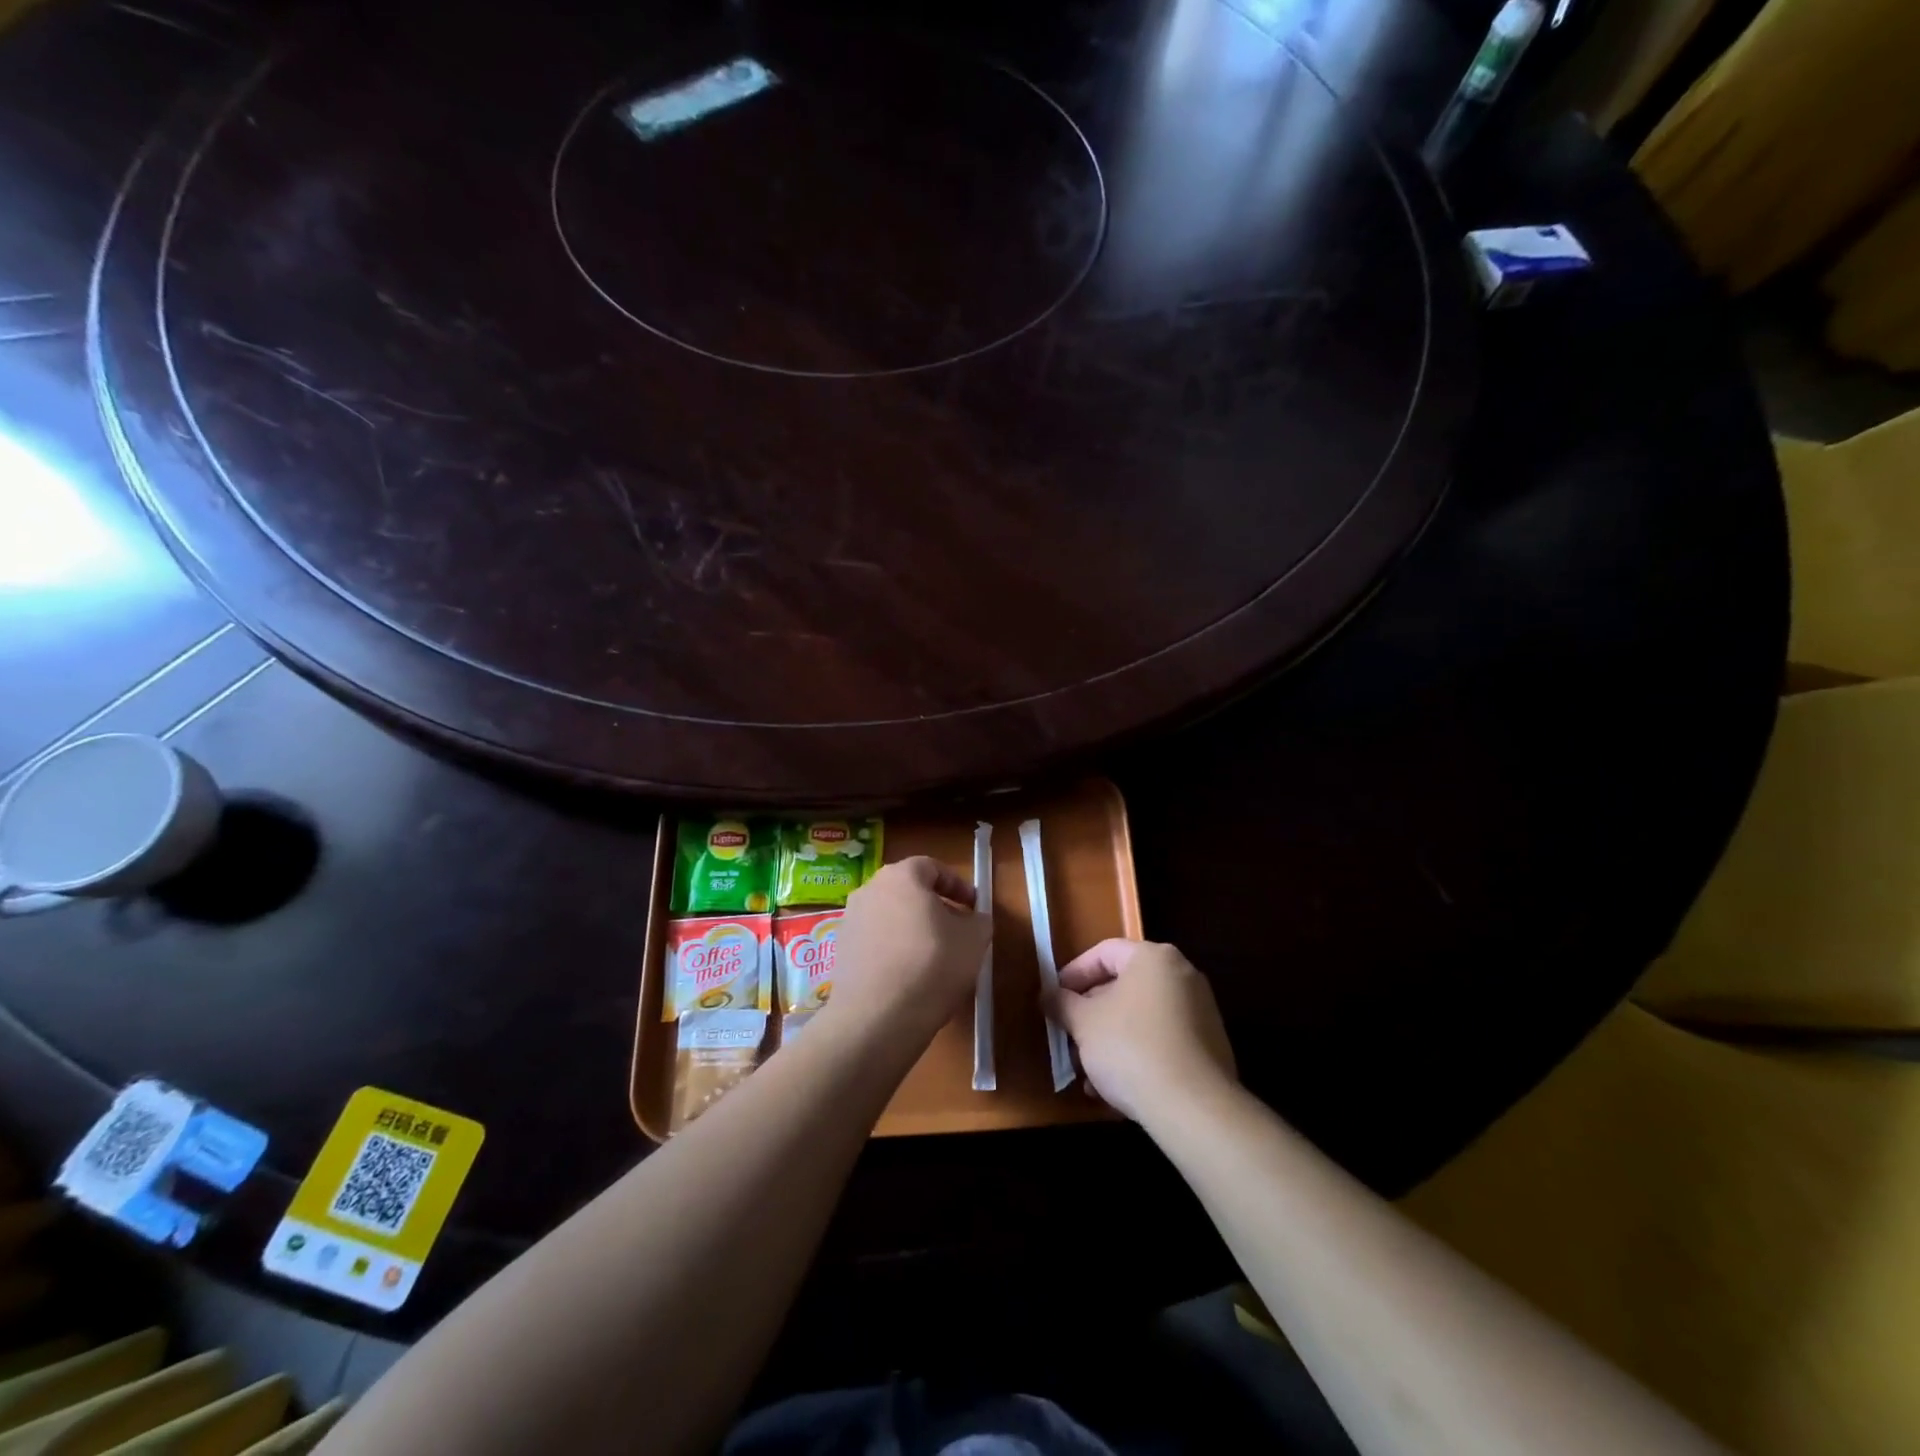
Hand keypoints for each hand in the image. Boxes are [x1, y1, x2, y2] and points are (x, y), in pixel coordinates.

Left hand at [825, 856, 990, 1046]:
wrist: (877, 1018)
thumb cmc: (932, 965)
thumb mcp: (974, 940)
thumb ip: (979, 920)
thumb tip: (973, 919)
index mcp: (901, 876)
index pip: (932, 867)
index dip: (957, 885)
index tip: (973, 907)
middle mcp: (869, 889)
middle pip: (908, 890)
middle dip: (934, 907)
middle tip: (956, 930)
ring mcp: (850, 920)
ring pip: (890, 916)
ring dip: (912, 929)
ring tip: (934, 957)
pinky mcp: (841, 952)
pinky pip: (875, 941)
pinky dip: (894, 949)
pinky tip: (909, 976)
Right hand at [1050, 939, 1236, 1122]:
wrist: (1193, 1108)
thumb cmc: (1131, 1048)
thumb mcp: (1083, 1023)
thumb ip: (1061, 1003)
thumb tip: (1048, 995)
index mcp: (1153, 958)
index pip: (1104, 952)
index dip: (1073, 974)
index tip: (1054, 999)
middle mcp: (1182, 976)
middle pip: (1124, 986)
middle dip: (1091, 1013)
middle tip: (1068, 1036)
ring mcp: (1200, 1012)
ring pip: (1140, 1018)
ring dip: (1109, 1040)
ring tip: (1087, 1072)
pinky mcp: (1209, 1048)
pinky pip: (1161, 1041)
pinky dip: (1136, 1056)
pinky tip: (1115, 1089)